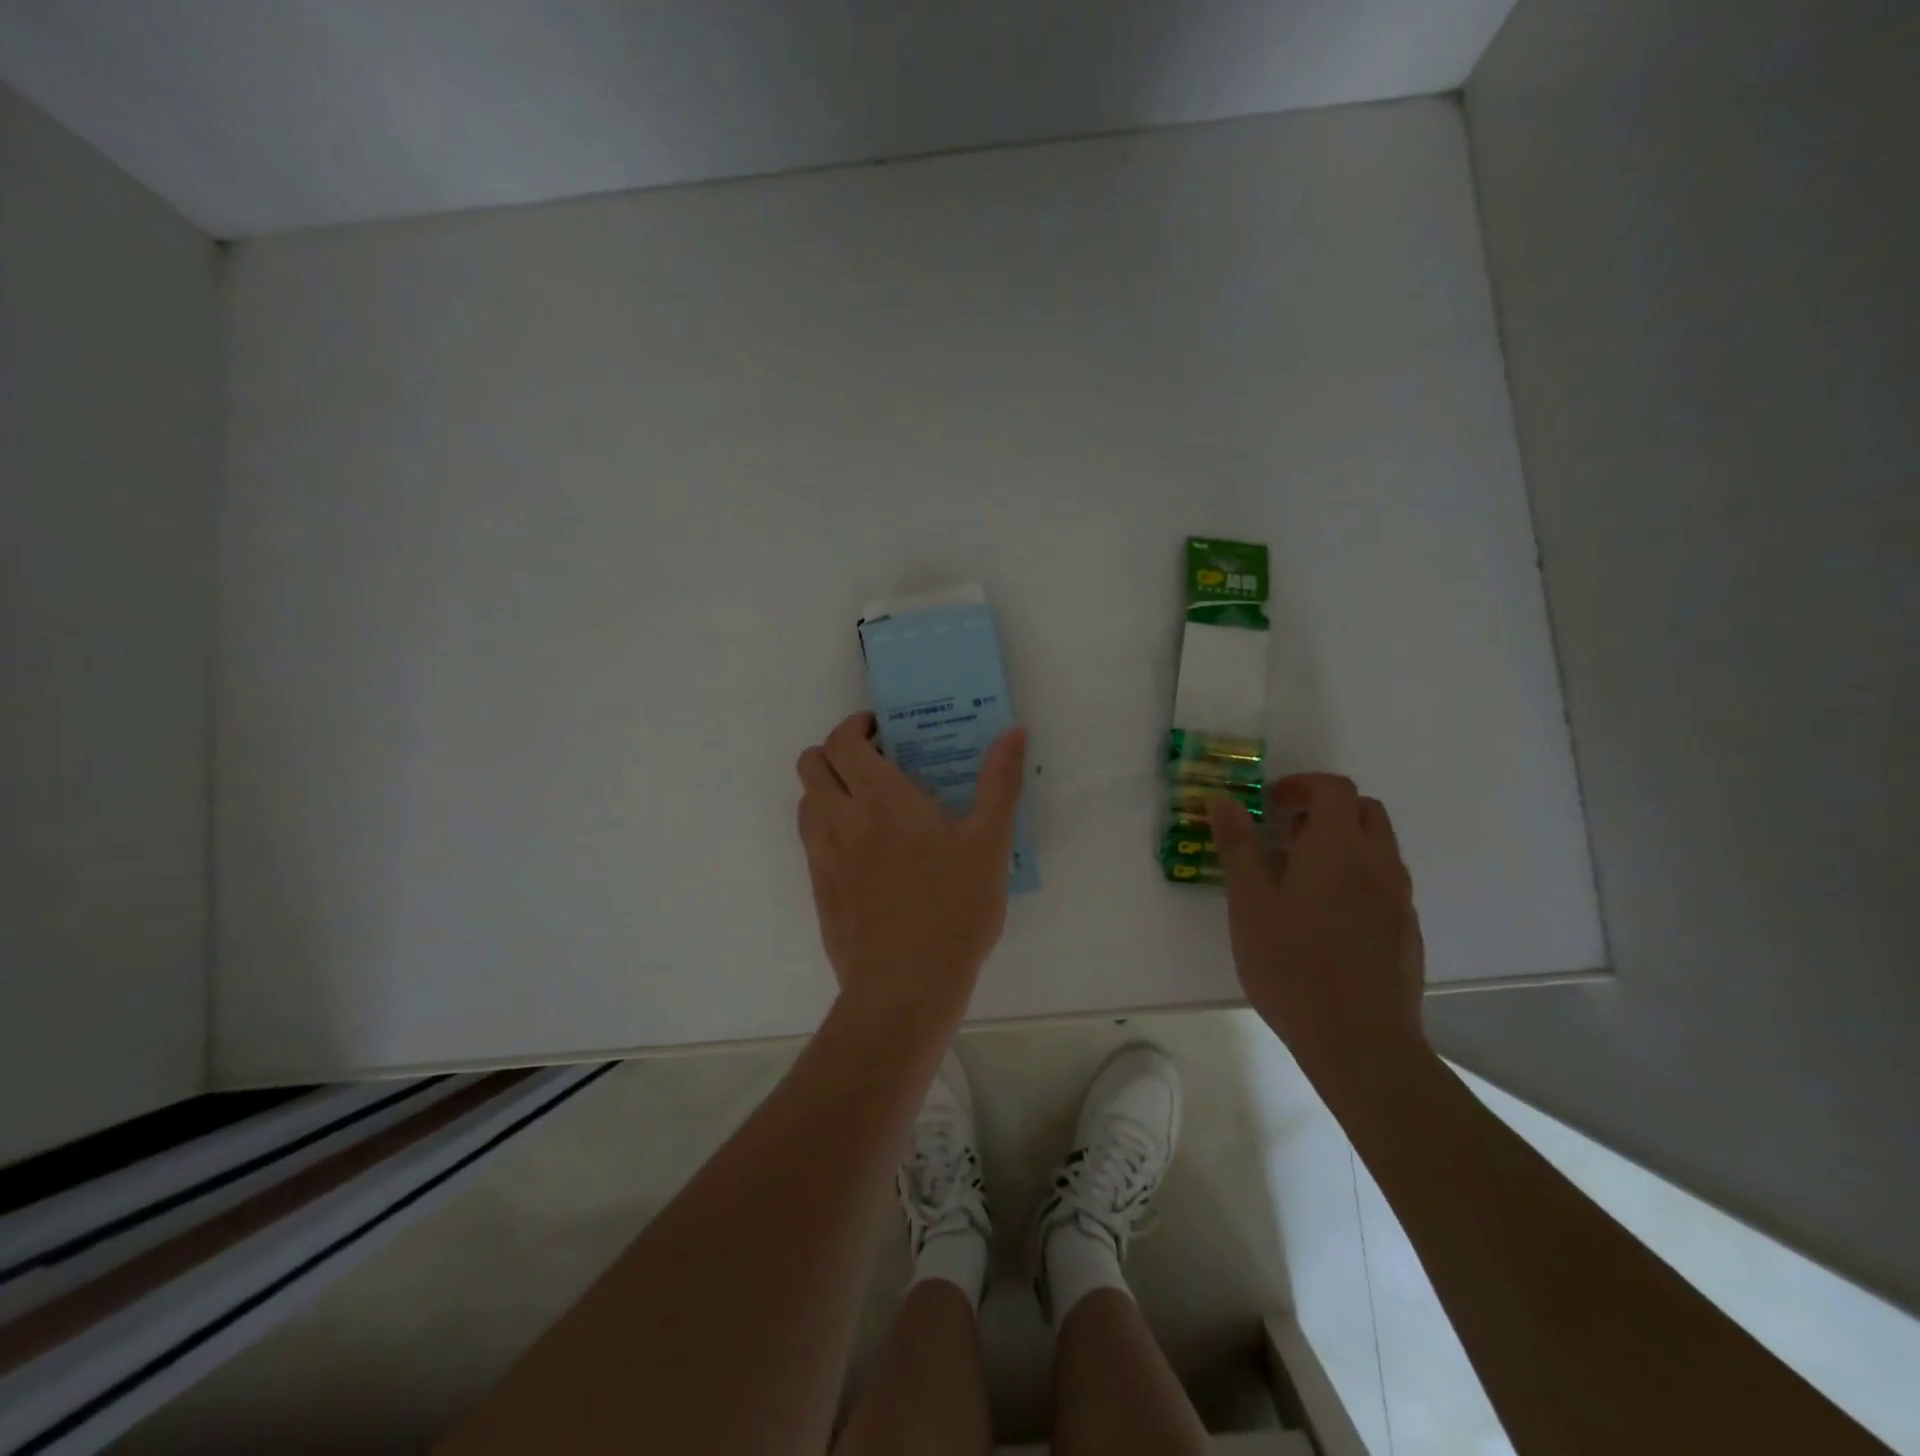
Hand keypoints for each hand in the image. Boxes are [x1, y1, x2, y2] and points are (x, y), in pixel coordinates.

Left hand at [796, 712, 1027, 1020]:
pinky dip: (827, 828)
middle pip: (810, 764)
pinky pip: (810, 842)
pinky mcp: (819, 892)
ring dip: (827, 789)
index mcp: (880, 799)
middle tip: (874, 762)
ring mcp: (823, 858)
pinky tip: (864, 853)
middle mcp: (841, 820)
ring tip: (867, 805)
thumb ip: (1000, 783)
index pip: (841, 741)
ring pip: (805, 802)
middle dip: (835, 751)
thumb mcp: (989, 843)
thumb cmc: (953, 909)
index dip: (855, 725)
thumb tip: (1013, 731)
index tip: (882, 730)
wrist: (906, 987)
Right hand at [1209, 774, 1425, 1075]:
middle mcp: (1377, 862)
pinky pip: (1384, 881)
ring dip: (1342, 842)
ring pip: (1377, 846)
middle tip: (1285, 836)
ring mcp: (1398, 897)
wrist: (1359, 1040)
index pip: (1333, 788)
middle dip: (1325, 809)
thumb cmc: (1291, 964)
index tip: (1269, 805)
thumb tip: (1222, 800)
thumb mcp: (1249, 902)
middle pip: (1363, 809)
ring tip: (1301, 877)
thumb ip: (1237, 846)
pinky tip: (1326, 916)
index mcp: (1338, 847)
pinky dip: (1357, 875)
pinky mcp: (1406, 929)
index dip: (1301, 786)